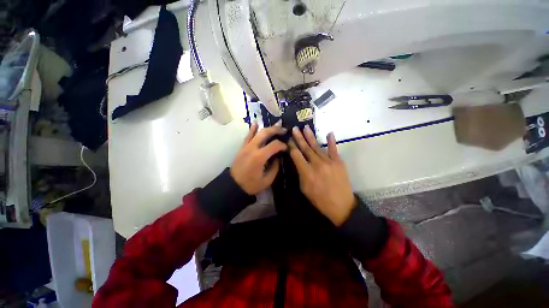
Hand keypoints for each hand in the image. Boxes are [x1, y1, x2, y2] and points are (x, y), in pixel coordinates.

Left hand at [230, 122, 287, 194]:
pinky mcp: (242, 148)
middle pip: (265, 133)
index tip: (287, 148)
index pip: (274, 145)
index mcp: (260, 157)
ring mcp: (246, 146)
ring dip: (267, 128)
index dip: (282, 145)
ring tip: (276, 125)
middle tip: (284, 130)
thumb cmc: (251, 185)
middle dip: (276, 130)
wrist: (233, 186)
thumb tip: (278, 158)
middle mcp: (252, 148)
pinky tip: (256, 123)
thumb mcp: (267, 180)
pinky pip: (247, 136)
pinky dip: (252, 129)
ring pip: (257, 132)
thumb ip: (275, 167)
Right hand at [289, 126, 355, 225]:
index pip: (296, 155)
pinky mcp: (338, 162)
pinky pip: (334, 149)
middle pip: (305, 148)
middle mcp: (317, 164)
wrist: (341, 205)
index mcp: (307, 172)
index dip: (291, 146)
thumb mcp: (304, 189)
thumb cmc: (320, 199)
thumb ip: (300, 174)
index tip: (288, 139)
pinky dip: (331, 141)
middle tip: (295, 128)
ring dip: (310, 137)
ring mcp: (329, 162)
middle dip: (299, 138)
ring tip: (306, 128)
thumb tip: (299, 162)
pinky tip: (329, 133)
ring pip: (317, 147)